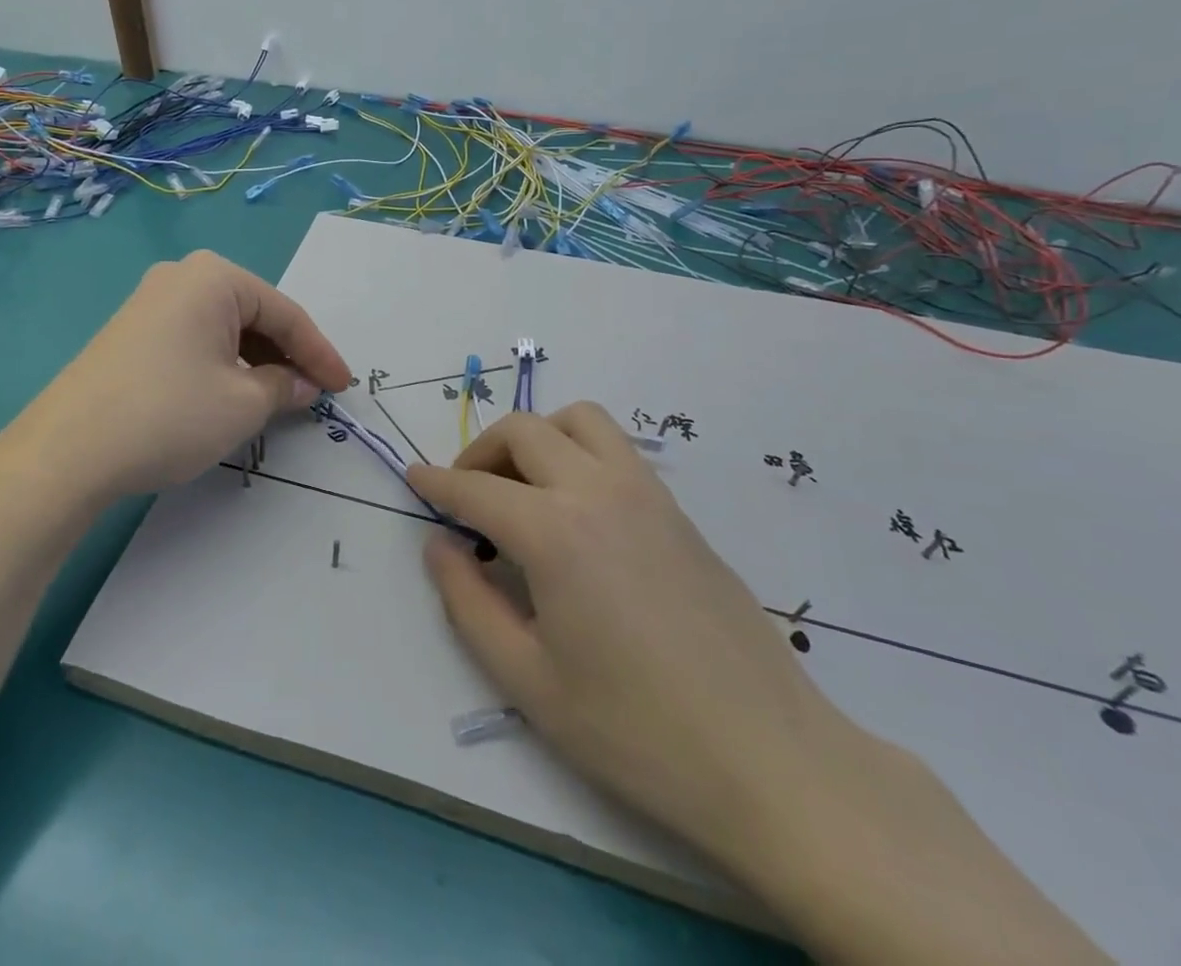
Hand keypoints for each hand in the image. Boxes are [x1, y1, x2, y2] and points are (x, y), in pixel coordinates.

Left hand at [0, 250, 352, 501]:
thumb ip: (283, 387)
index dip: (320, 352)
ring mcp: (150, 302)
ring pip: (224, 329)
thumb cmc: (170, 414)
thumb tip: (301, 384)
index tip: (345, 386)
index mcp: (214, 277)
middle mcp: (181, 277)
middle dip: (287, 355)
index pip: (285, 313)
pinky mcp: (131, 332)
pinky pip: (195, 339)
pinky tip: (231, 394)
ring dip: (255, 362)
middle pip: (254, 315)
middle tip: (313, 392)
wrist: (66, 451)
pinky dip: (222, 365)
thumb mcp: (242, 404)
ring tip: (277, 398)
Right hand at [408, 403, 850, 875]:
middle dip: (480, 452)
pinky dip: (578, 450)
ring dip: (537, 437)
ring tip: (522, 486)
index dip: (437, 482)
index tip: (412, 477)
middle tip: (465, 495)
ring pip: (578, 420)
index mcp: (554, 532)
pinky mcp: (677, 509)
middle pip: (524, 431)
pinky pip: (616, 447)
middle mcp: (598, 491)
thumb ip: (468, 602)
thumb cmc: (635, 730)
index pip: (476, 488)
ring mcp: (646, 493)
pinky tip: (576, 508)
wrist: (768, 759)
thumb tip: (438, 544)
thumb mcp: (527, 680)